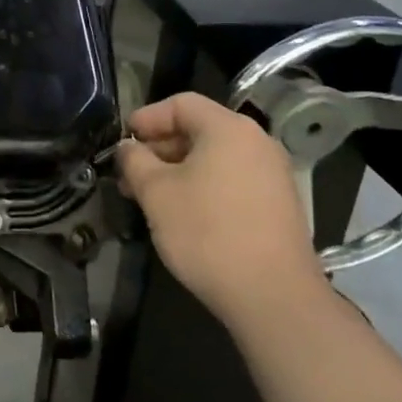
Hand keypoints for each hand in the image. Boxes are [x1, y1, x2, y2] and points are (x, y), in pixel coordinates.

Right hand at [116, 93, 327, 327]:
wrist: (273, 297)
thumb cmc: (207, 233)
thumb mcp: (156, 193)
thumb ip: (135, 161)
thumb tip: (128, 148)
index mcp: (228, 128)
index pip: (181, 104)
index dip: (147, 117)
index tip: (122, 140)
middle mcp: (257, 142)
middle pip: (199, 129)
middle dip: (159, 148)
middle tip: (130, 173)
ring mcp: (273, 174)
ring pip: (215, 158)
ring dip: (178, 170)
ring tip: (150, 197)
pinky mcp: (279, 205)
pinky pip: (232, 180)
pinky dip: (204, 186)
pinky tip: (183, 213)